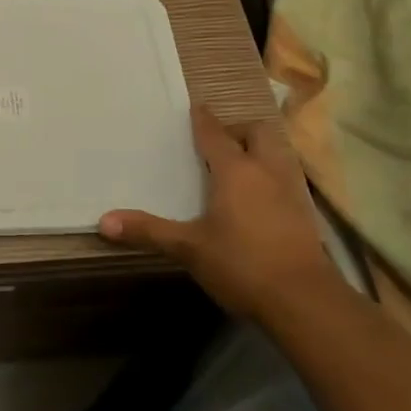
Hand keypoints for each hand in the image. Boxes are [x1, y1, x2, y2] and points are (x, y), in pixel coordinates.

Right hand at [99, 103, 333, 318]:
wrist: (305, 302)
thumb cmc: (242, 264)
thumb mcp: (188, 248)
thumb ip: (148, 231)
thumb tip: (103, 221)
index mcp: (235, 171)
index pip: (215, 133)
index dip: (202, 119)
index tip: (194, 108)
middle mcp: (266, 171)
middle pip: (257, 132)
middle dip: (238, 130)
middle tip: (217, 144)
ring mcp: (292, 191)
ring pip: (278, 153)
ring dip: (259, 151)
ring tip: (238, 166)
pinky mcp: (306, 213)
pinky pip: (287, 177)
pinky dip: (272, 176)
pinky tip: (260, 197)